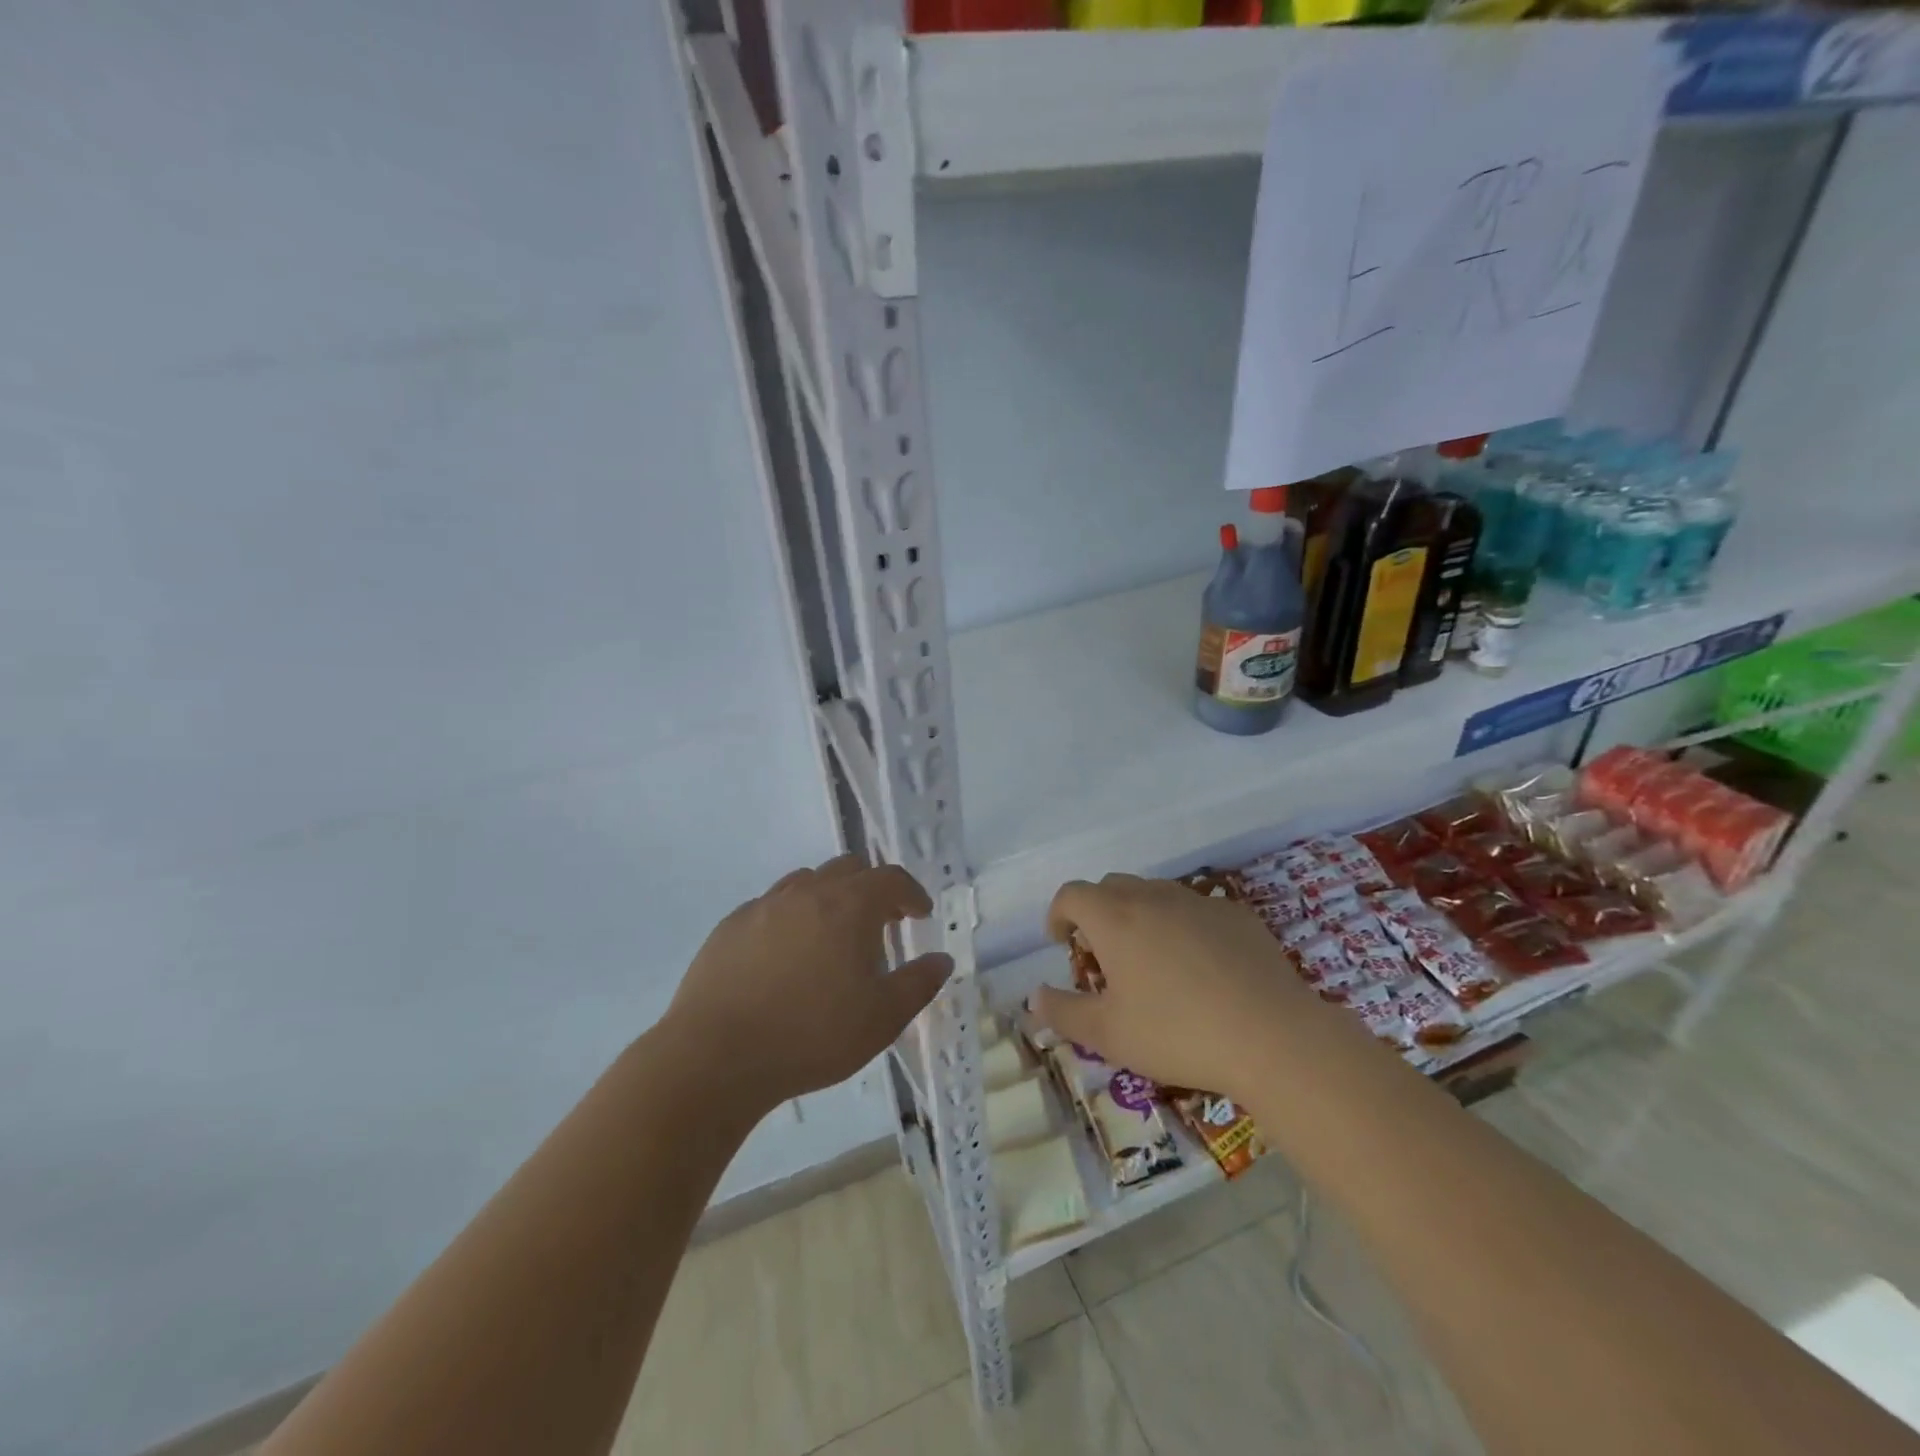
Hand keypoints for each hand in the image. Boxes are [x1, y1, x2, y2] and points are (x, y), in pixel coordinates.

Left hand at [663, 855, 951, 1113]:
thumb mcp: (882, 1019)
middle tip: (881, 922)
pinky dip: (791, 916)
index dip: (911, 892)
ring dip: (829, 897)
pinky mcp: (730, 925)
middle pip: (848, 868)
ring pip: (806, 881)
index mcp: (849, 906)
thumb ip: (919, 984)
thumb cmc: (811, 1036)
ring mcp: (764, 905)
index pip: (890, 878)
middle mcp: (807, 892)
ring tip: (832, 935)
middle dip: (872, 888)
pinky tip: (786, 954)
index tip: (919, 914)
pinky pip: (771, 905)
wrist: (716, 1056)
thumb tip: (942, 959)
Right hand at [1030, 874, 1323, 1101]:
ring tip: (1151, 960)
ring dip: (1140, 916)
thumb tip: (1034, 997)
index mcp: (1114, 918)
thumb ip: (1063, 1012)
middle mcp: (1153, 897)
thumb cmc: (1178, 1033)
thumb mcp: (1108, 1035)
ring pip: (1155, 894)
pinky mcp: (1237, 915)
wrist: (1274, 1037)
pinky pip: (1196, 909)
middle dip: (1098, 913)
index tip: (1063, 944)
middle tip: (1105, 956)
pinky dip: (1183, 926)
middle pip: (1111, 886)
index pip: (1071, 894)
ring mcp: (1199, 901)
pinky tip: (1201, 967)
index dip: (1059, 915)